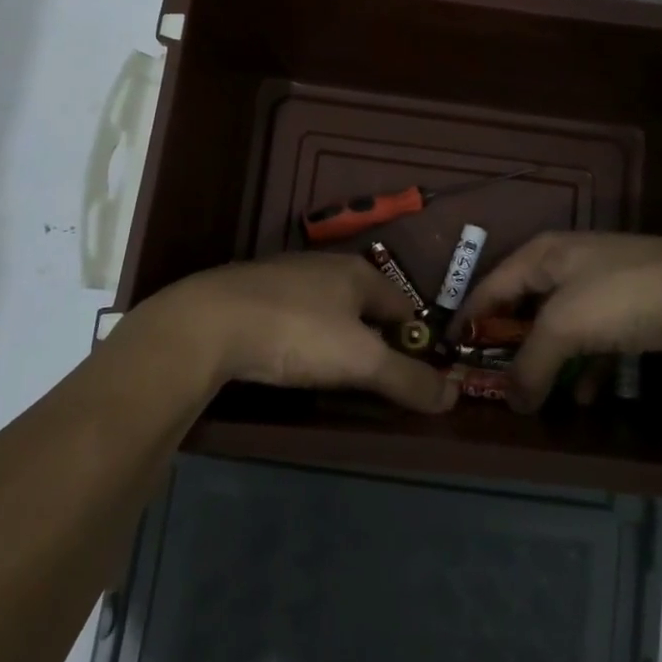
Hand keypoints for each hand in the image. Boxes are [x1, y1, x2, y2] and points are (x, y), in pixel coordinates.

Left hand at [129, 255, 457, 412]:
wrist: (207, 324)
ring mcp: (284, 276)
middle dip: (373, 340)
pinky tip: (288, 358)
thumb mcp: (361, 362)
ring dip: (335, 338)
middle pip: (364, 306)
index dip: (414, 340)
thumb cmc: (297, 333)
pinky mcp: (250, 293)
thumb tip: (454, 395)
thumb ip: (408, 379)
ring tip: (331, 374)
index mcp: (358, 272)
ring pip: (326, 310)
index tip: (413, 376)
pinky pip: (292, 316)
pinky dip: (300, 337)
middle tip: (372, 380)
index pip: (404, 305)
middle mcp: (324, 265)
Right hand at [459, 232, 661, 412]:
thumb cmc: (618, 297)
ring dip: (550, 360)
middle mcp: (567, 263)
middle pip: (525, 306)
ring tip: (540, 395)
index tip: (449, 349)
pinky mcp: (631, 305)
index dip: (469, 316)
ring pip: (561, 325)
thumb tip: (511, 402)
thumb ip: (530, 364)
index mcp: (542, 254)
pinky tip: (587, 394)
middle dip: (511, 344)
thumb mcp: (563, 328)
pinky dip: (586, 364)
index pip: (491, 286)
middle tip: (495, 377)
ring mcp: (601, 283)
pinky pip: (594, 338)